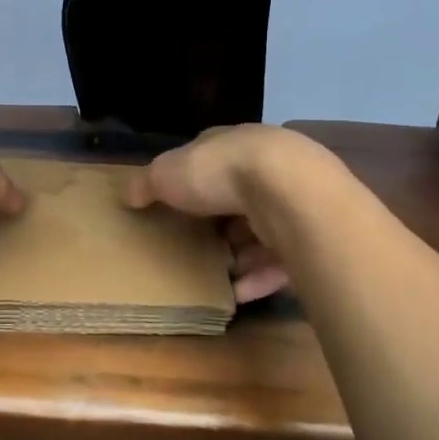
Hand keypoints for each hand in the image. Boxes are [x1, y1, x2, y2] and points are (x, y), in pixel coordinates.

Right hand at [124, 125, 316, 303]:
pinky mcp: (311, 236)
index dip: (194, 180)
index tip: (176, 205)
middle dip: (219, 222)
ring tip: (215, 276)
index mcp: (235, 144)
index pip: (213, 159)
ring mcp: (294, 201)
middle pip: (239, 198)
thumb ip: (146, 183)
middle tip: (194, 246)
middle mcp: (269, 167)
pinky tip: (236, 295)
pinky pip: (281, 262)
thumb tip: (127, 194)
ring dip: (241, 254)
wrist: (289, 192)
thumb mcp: (167, 173)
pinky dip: (259, 279)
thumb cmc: (221, 172)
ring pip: (263, 230)